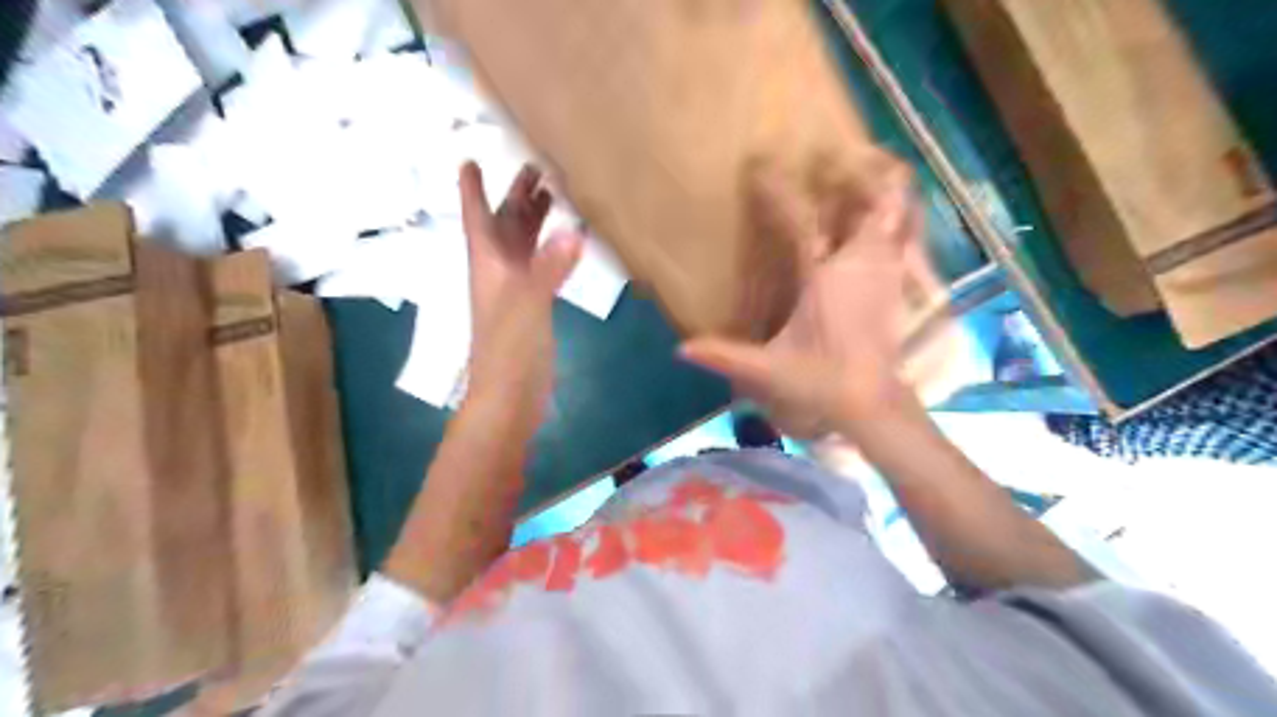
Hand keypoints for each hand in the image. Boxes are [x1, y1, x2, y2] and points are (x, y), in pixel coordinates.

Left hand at [455, 159, 581, 418]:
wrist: (510, 396)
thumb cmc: (508, 348)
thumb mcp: (528, 303)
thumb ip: (550, 267)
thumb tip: (575, 230)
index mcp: (488, 264)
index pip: (477, 217)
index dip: (472, 190)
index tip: (469, 160)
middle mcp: (498, 272)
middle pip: (504, 225)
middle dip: (515, 196)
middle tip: (535, 167)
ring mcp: (516, 290)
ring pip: (523, 245)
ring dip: (535, 220)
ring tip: (554, 194)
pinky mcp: (533, 308)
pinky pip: (541, 267)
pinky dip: (552, 250)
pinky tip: (567, 243)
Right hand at [684, 157, 923, 435]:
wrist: (873, 406)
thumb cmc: (821, 384)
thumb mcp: (769, 372)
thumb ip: (725, 356)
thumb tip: (681, 349)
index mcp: (826, 279)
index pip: (802, 221)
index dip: (780, 192)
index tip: (761, 166)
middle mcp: (861, 266)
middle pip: (876, 203)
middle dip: (863, 173)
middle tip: (839, 152)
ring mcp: (886, 274)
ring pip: (899, 216)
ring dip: (887, 191)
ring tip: (873, 168)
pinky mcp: (898, 287)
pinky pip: (905, 239)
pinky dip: (898, 220)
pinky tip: (889, 216)